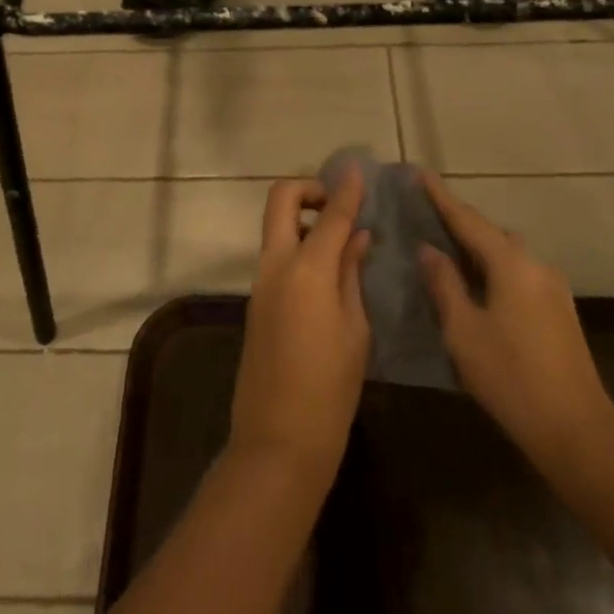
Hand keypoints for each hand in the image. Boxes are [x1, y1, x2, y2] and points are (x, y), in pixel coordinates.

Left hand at [227, 168, 371, 494]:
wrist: (277, 441)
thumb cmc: (330, 390)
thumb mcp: (355, 330)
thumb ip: (352, 275)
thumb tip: (357, 237)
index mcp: (307, 271)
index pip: (330, 214)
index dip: (346, 189)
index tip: (358, 171)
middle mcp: (276, 266)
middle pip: (281, 200)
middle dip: (308, 189)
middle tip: (338, 204)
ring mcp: (260, 283)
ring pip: (275, 226)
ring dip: (302, 217)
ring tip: (341, 238)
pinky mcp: (256, 302)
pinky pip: (276, 255)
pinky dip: (299, 246)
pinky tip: (328, 269)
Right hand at [417, 172, 613, 485]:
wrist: (576, 431)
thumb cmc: (510, 377)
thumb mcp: (463, 330)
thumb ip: (444, 284)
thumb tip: (429, 250)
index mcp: (511, 264)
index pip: (468, 220)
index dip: (441, 197)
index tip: (419, 173)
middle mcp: (536, 265)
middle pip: (491, 232)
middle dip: (459, 221)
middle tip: (426, 214)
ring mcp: (552, 288)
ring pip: (507, 253)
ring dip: (477, 246)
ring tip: (446, 248)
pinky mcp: (558, 310)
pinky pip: (518, 272)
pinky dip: (493, 267)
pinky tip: (476, 283)